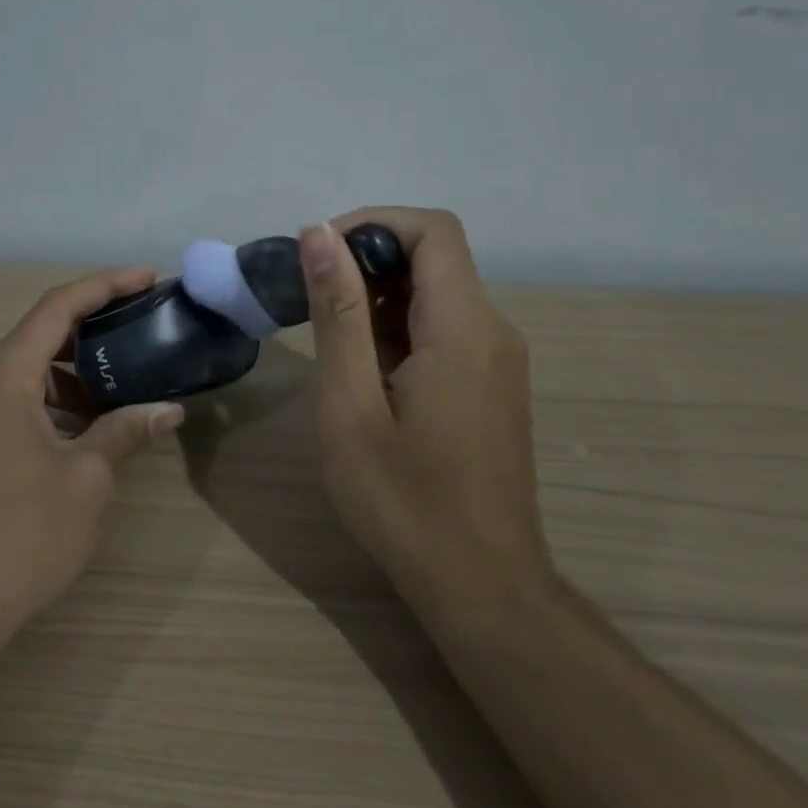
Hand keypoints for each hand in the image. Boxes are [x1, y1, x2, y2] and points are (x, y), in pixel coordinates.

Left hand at [0, 267, 187, 642]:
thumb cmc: (20, 536)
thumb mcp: (85, 480)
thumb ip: (125, 433)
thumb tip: (168, 410)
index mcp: (2, 378)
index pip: (57, 308)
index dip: (106, 285)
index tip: (148, 279)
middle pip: (38, 339)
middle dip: (93, 333)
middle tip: (142, 336)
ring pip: (23, 378)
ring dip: (71, 379)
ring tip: (120, 395)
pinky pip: (8, 408)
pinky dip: (48, 409)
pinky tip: (81, 437)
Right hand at [299, 208, 553, 625]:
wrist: (480, 583)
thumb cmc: (404, 500)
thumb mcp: (351, 406)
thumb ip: (338, 315)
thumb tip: (319, 235)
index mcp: (464, 328)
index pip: (432, 231)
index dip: (373, 224)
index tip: (318, 253)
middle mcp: (493, 331)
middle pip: (436, 259)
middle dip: (367, 262)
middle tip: (308, 300)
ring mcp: (498, 361)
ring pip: (438, 296)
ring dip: (379, 299)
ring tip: (327, 339)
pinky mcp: (492, 387)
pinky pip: (446, 332)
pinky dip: (400, 330)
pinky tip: (363, 373)